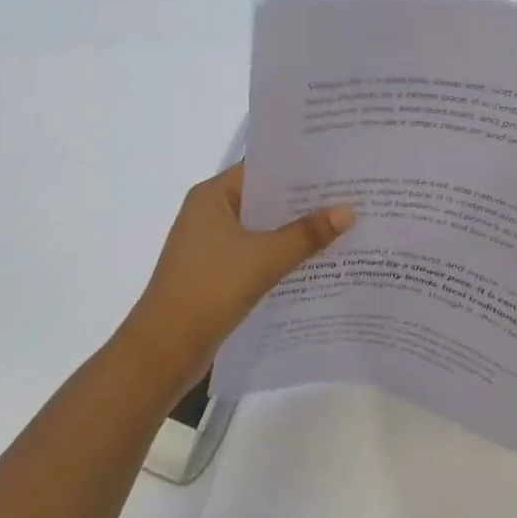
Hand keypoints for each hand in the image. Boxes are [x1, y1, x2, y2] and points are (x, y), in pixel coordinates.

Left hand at [119, 163, 354, 393]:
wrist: (164, 350)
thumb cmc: (210, 289)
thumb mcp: (264, 258)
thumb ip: (306, 234)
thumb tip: (348, 211)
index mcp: (212, 196)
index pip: (261, 169)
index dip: (299, 168)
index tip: (338, 167)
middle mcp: (210, 213)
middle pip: (264, 199)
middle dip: (304, 202)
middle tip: (352, 196)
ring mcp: (212, 245)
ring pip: (262, 230)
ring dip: (295, 232)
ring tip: (344, 226)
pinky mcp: (217, 273)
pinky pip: (257, 255)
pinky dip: (282, 256)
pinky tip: (317, 262)